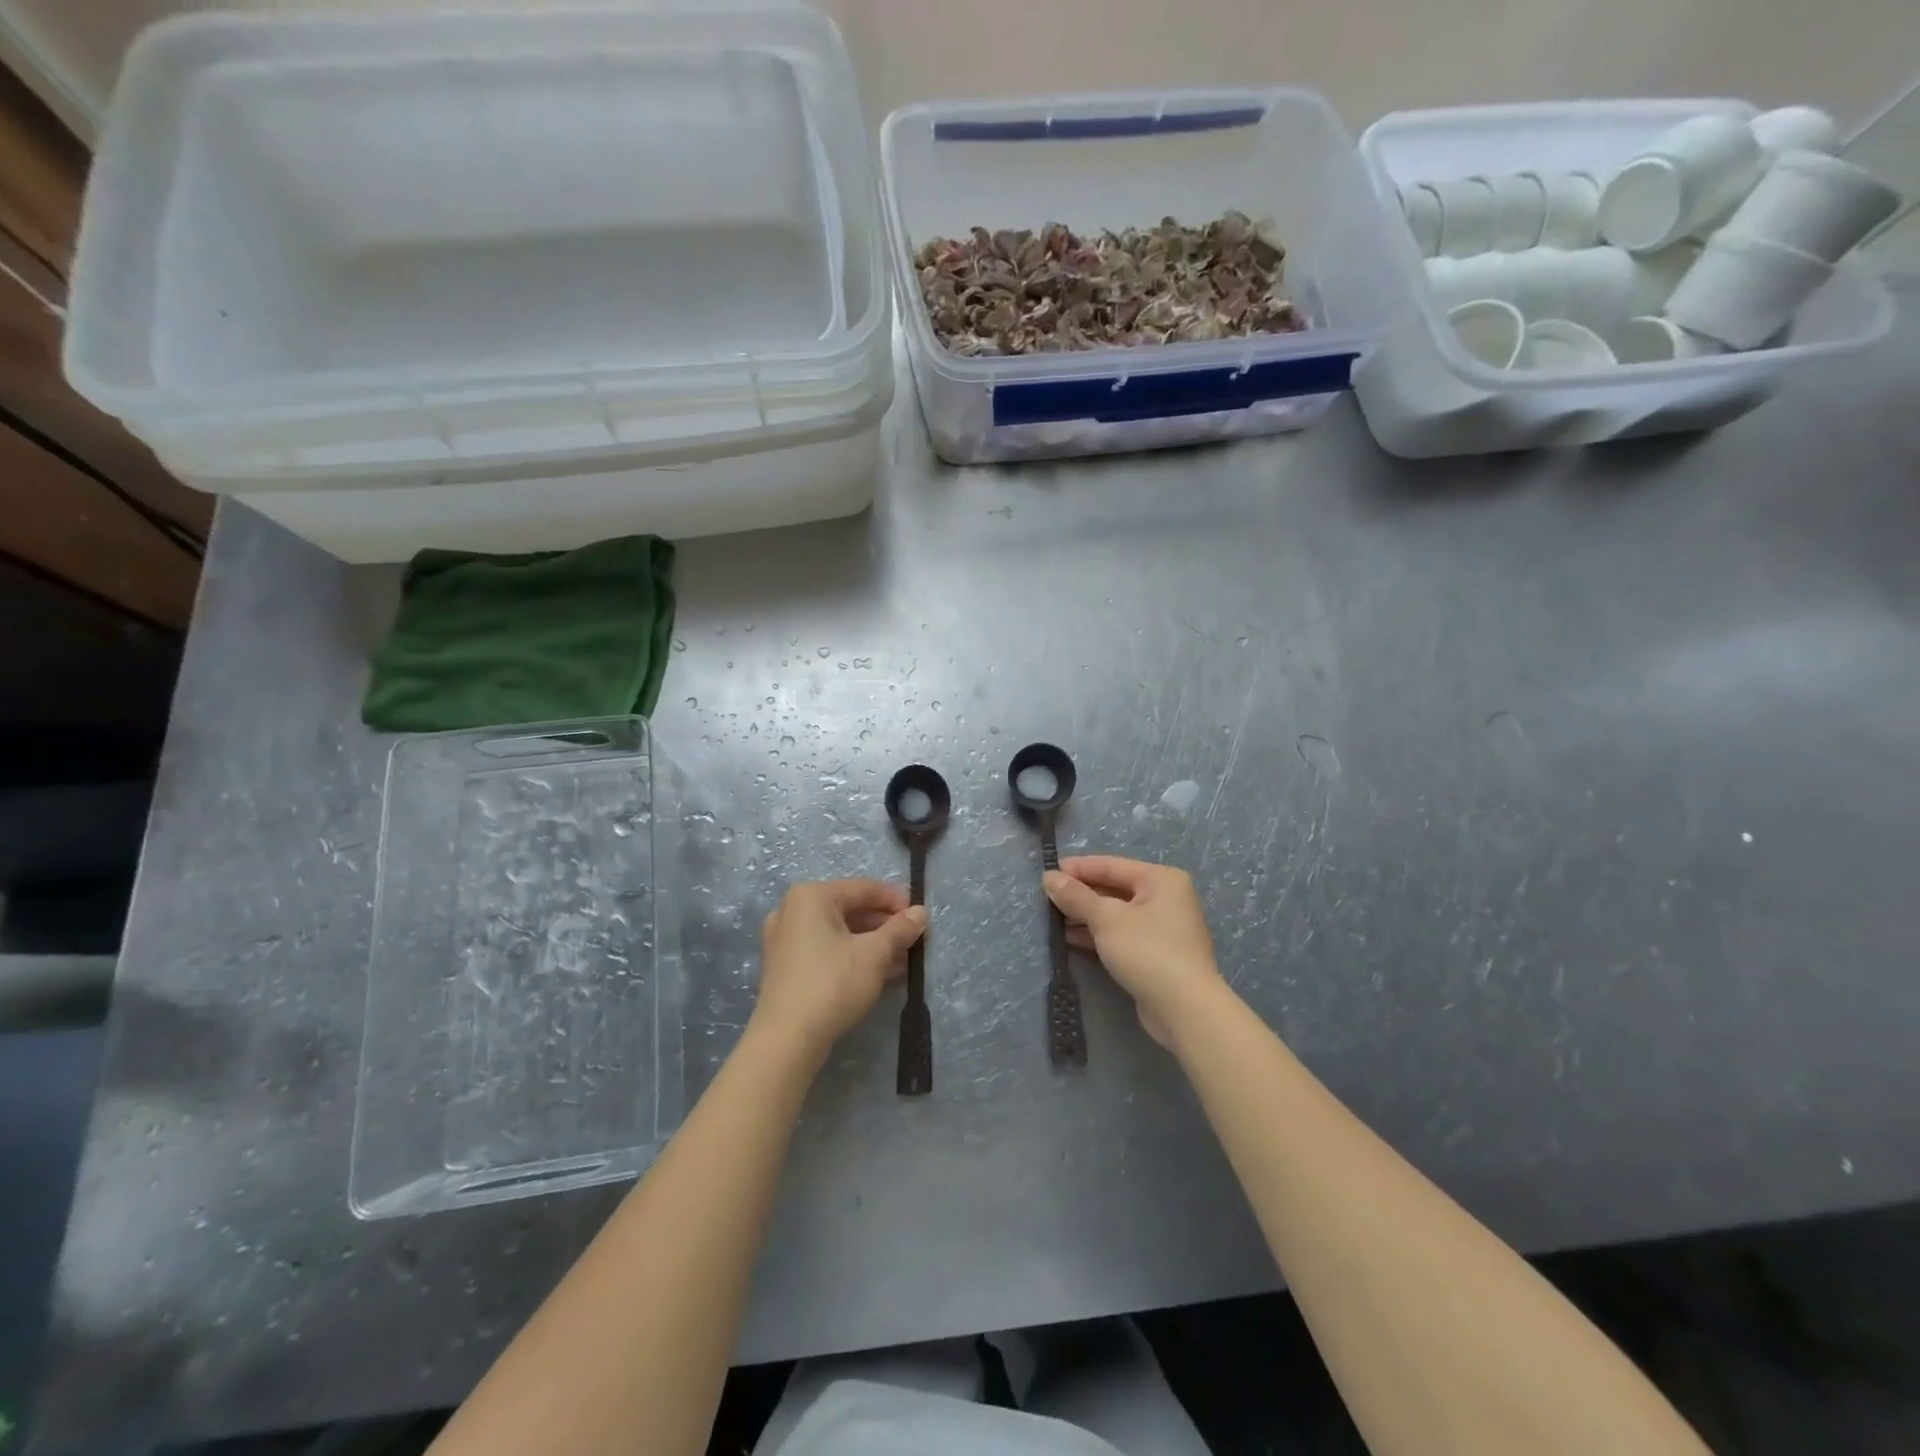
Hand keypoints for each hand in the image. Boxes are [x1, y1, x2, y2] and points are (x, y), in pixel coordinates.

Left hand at [752, 879, 926, 1062]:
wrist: (787, 1039)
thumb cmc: (833, 984)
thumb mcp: (875, 954)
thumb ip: (900, 929)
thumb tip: (920, 912)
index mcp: (811, 896)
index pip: (864, 889)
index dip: (896, 901)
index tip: (920, 916)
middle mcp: (792, 910)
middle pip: (849, 909)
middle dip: (883, 925)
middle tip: (912, 940)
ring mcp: (783, 938)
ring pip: (837, 932)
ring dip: (870, 943)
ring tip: (901, 960)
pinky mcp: (783, 965)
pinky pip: (824, 949)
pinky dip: (850, 955)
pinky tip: (876, 972)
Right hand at [1043, 856, 1225, 1046]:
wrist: (1185, 1009)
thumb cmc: (1147, 951)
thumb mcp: (1106, 919)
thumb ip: (1076, 896)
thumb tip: (1049, 877)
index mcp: (1161, 879)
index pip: (1111, 865)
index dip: (1078, 868)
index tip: (1048, 872)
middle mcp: (1167, 898)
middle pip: (1115, 888)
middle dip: (1081, 894)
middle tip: (1047, 898)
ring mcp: (1164, 928)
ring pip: (1117, 913)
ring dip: (1086, 916)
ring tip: (1054, 919)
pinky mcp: (1158, 954)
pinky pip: (1122, 934)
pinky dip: (1098, 934)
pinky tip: (1071, 939)